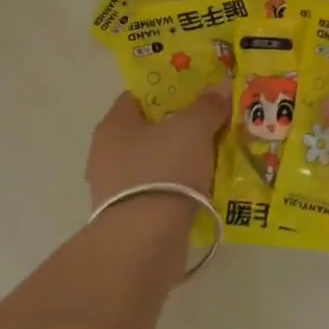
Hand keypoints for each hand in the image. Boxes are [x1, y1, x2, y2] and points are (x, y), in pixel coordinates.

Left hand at [85, 87, 229, 211]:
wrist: (144, 242)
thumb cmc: (163, 171)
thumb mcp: (193, 129)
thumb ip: (207, 106)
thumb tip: (221, 85)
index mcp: (114, 125)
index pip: (138, 97)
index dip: (168, 92)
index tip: (197, 93)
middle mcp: (107, 154)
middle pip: (149, 131)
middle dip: (180, 127)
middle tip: (212, 123)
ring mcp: (116, 189)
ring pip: (156, 163)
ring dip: (182, 161)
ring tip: (215, 157)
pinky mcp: (129, 219)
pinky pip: (160, 192)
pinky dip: (179, 190)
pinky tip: (205, 189)